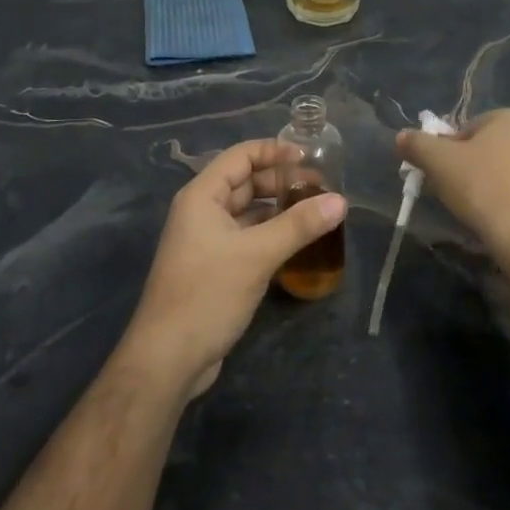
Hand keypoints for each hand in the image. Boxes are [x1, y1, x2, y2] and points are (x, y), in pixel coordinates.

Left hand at [122, 139, 346, 398]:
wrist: (168, 358)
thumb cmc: (208, 293)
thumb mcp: (257, 255)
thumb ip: (299, 225)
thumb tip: (340, 200)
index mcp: (202, 196)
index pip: (240, 156)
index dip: (274, 151)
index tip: (309, 157)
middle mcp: (201, 212)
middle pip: (245, 182)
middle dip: (281, 181)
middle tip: (321, 188)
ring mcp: (206, 241)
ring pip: (247, 212)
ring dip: (278, 209)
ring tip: (316, 211)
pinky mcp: (214, 267)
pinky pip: (246, 237)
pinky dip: (270, 233)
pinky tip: (297, 242)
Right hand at [395, 109, 509, 260]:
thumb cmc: (483, 187)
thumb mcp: (439, 162)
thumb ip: (417, 144)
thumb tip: (401, 136)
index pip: (465, 129)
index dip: (446, 152)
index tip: (439, 175)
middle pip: (485, 149)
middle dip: (466, 168)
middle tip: (452, 193)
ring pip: (503, 171)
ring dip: (486, 186)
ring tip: (473, 211)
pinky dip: (506, 202)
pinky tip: (496, 220)